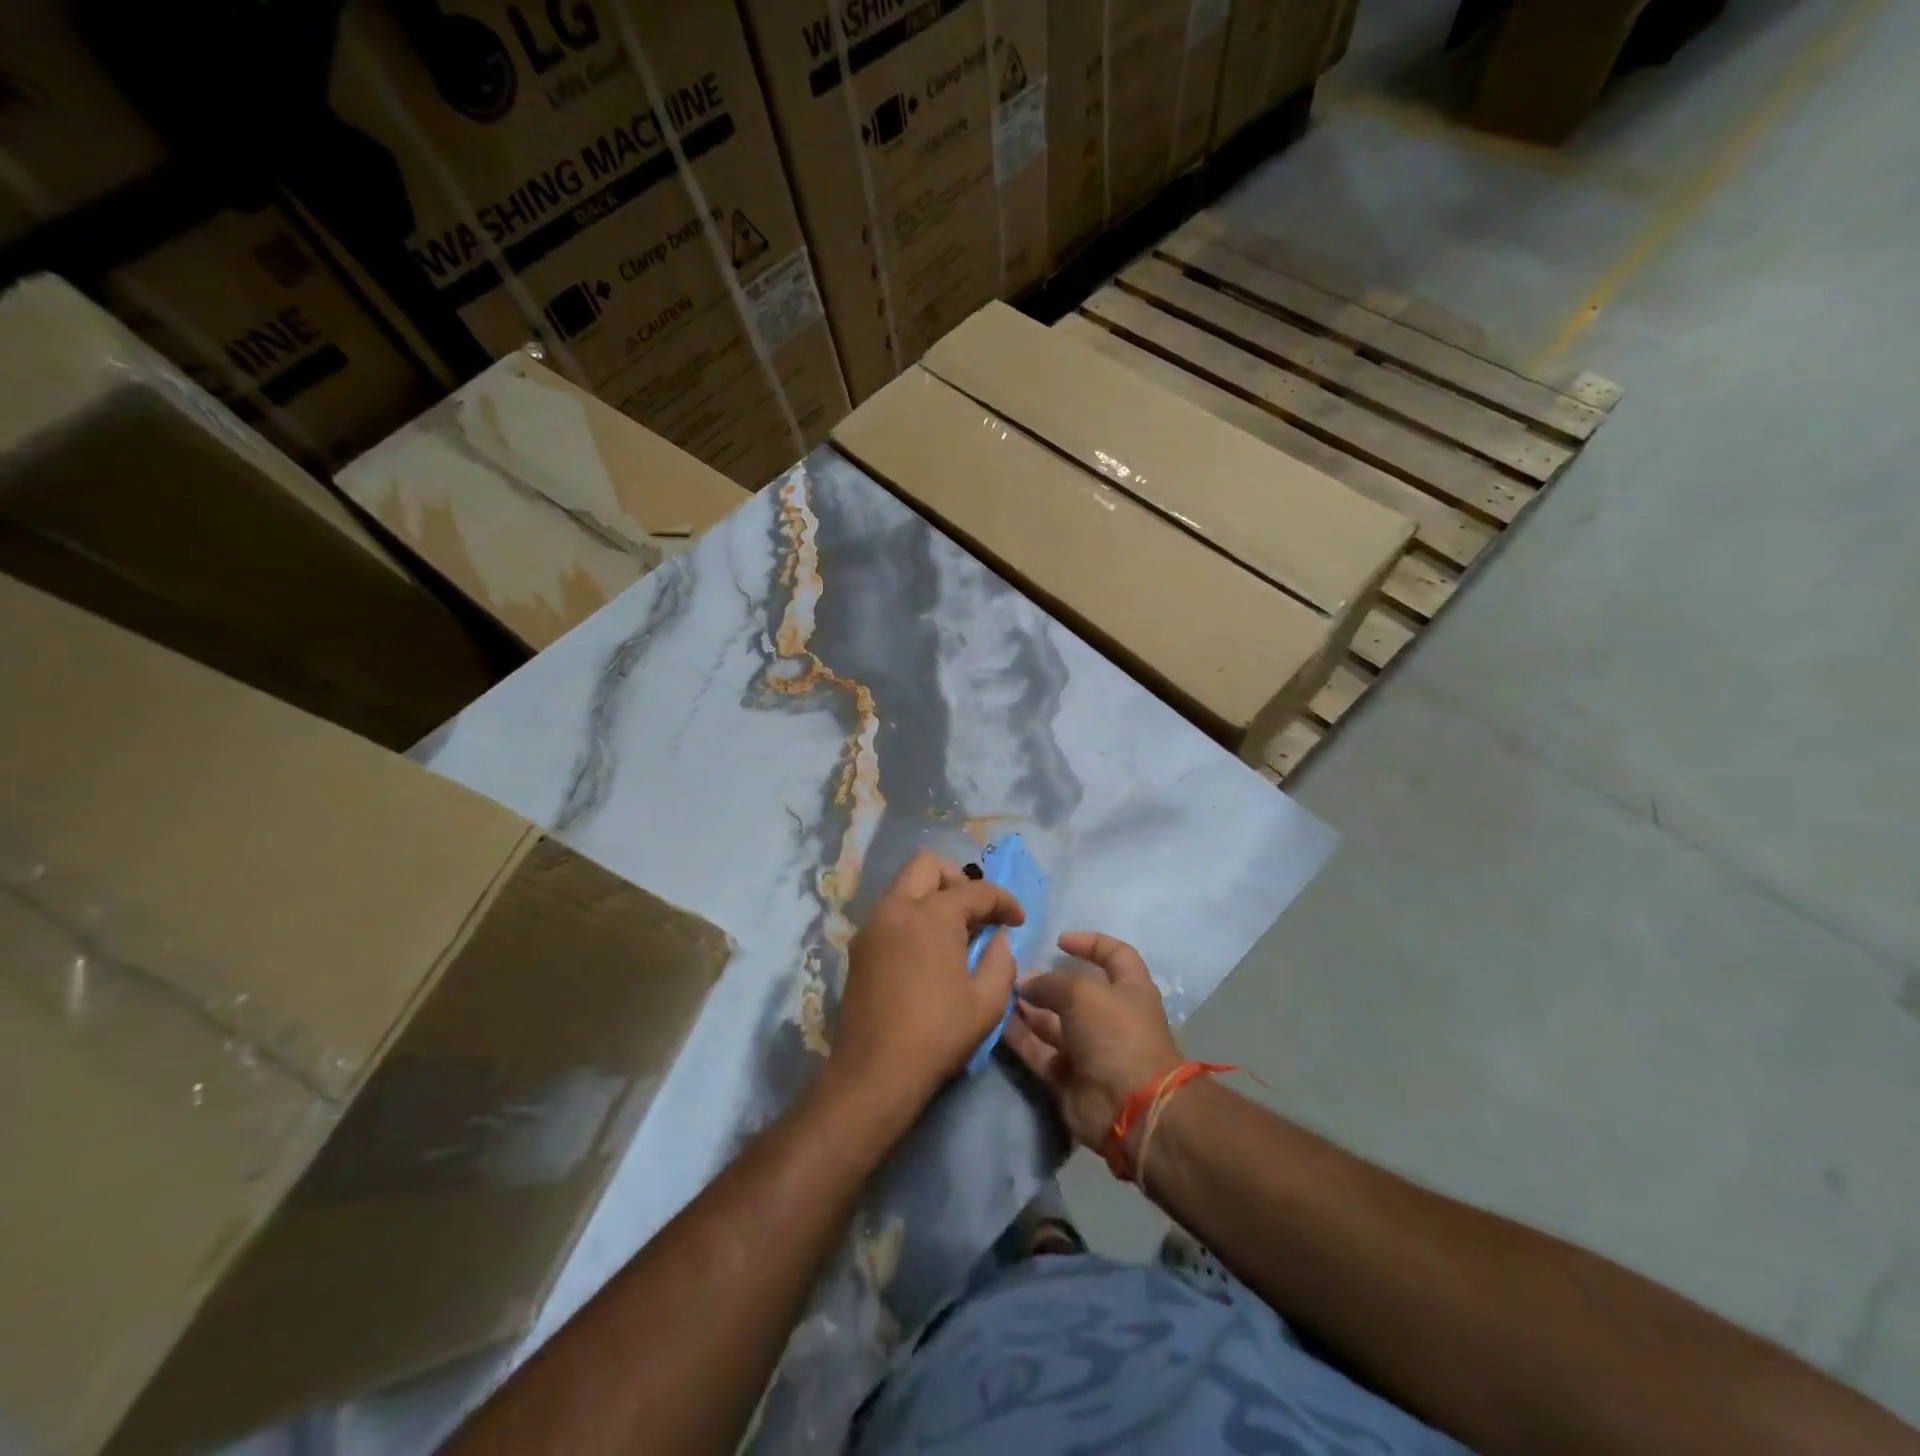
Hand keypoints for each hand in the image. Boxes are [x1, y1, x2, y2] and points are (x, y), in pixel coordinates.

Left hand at [832, 850, 1024, 1112]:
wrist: (875, 1072)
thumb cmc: (938, 1034)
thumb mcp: (988, 1002)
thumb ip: (1000, 961)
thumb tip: (997, 940)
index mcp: (932, 915)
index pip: (976, 890)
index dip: (1004, 901)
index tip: (1018, 921)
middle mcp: (897, 909)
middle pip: (927, 865)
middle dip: (958, 880)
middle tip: (976, 913)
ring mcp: (872, 926)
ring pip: (903, 886)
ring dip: (932, 896)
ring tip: (954, 932)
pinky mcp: (859, 948)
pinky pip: (890, 913)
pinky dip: (912, 916)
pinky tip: (927, 951)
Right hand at [1002, 932, 1183, 1150]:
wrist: (1129, 1108)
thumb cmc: (1116, 1035)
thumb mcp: (1083, 994)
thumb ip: (1050, 983)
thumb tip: (1025, 984)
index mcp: (1130, 989)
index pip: (1115, 955)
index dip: (1090, 943)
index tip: (1059, 941)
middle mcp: (1110, 1017)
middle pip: (1074, 991)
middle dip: (1045, 981)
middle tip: (1014, 972)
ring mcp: (1088, 1048)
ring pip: (1051, 1021)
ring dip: (1027, 1008)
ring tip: (999, 993)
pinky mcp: (1067, 1075)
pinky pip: (1039, 1050)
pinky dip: (1020, 1037)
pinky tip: (997, 1021)